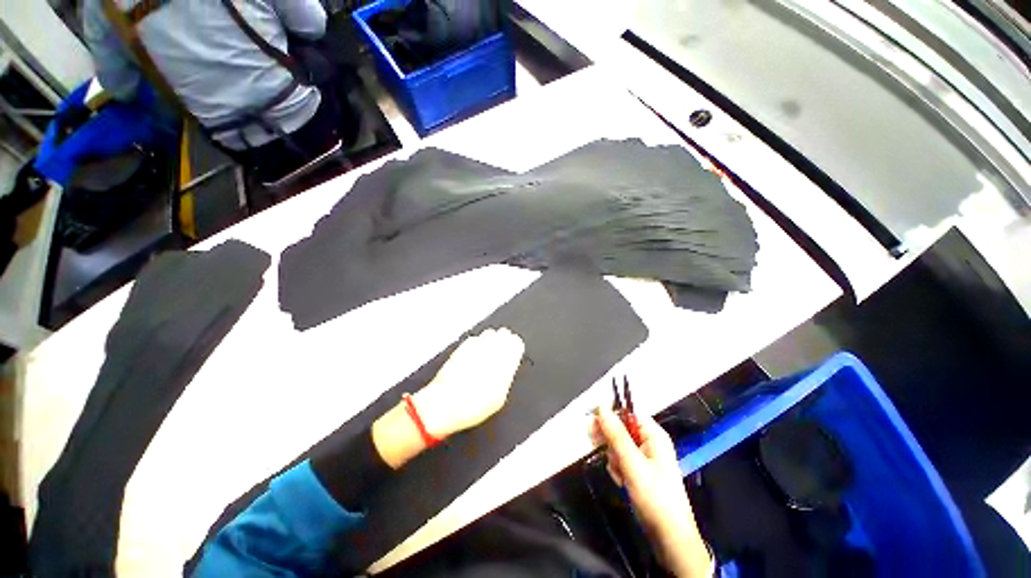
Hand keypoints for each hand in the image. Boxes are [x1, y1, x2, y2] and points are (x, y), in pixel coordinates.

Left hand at [414, 328, 524, 438]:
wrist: (445, 403)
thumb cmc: (472, 405)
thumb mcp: (498, 399)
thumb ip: (506, 378)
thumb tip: (508, 371)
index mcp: (504, 361)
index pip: (516, 342)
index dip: (516, 347)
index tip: (515, 352)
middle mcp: (490, 349)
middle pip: (503, 334)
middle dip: (504, 341)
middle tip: (503, 351)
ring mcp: (475, 346)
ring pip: (489, 333)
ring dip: (492, 340)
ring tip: (489, 352)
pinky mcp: (461, 347)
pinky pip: (474, 339)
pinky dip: (477, 344)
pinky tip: (475, 354)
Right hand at [593, 407, 712, 577]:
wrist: (669, 537)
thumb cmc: (655, 497)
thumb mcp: (633, 464)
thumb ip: (616, 435)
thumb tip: (601, 407)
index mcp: (653, 434)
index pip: (627, 412)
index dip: (610, 413)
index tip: (592, 420)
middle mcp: (649, 441)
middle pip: (621, 428)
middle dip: (611, 440)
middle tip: (602, 449)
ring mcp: (644, 456)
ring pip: (618, 445)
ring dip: (614, 457)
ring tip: (620, 474)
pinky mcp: (638, 470)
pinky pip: (620, 459)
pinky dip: (617, 468)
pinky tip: (622, 481)